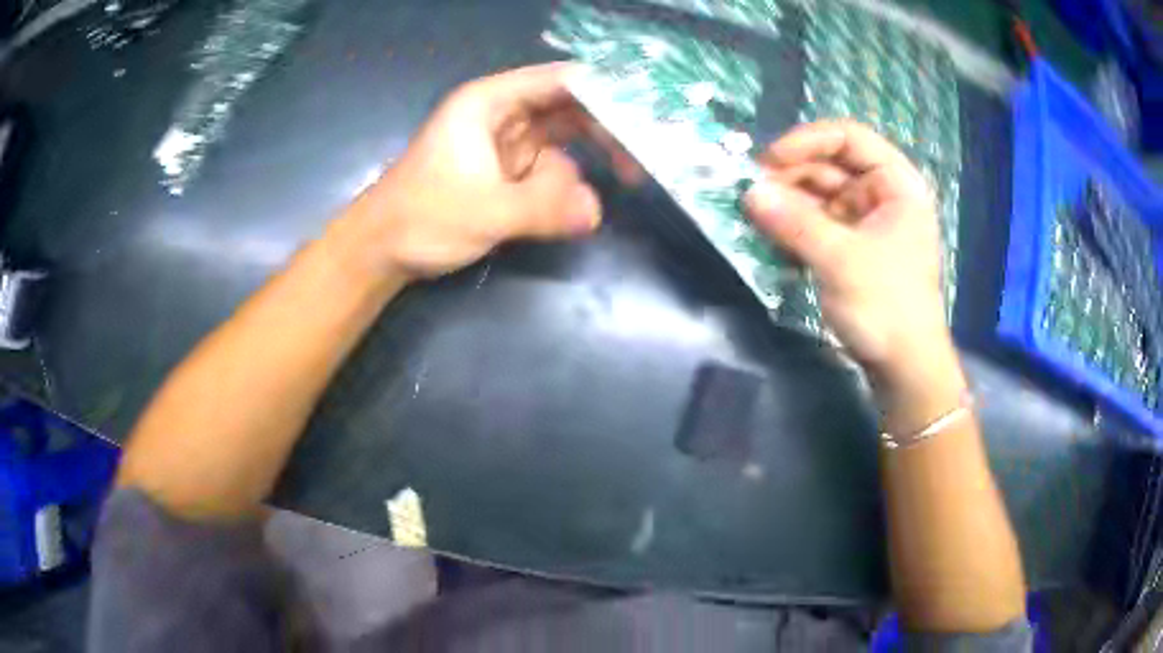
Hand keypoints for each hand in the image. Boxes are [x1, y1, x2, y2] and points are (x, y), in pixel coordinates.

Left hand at [344, 62, 637, 279]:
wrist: (381, 250)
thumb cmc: (421, 217)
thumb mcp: (484, 210)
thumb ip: (543, 208)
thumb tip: (597, 213)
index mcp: (490, 102)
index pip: (558, 81)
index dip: (603, 91)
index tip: (645, 112)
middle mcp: (501, 115)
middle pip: (568, 108)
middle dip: (603, 132)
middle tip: (637, 162)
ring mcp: (505, 145)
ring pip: (562, 143)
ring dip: (581, 169)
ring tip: (594, 201)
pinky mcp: (506, 175)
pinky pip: (548, 172)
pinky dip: (564, 189)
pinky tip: (570, 212)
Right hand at [744, 120, 948, 373]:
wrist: (904, 369)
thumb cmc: (886, 306)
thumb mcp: (840, 260)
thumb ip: (794, 222)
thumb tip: (748, 192)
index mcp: (896, 183)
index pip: (849, 137)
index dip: (808, 140)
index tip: (770, 161)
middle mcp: (882, 195)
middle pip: (830, 165)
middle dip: (791, 176)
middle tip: (753, 193)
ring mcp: (867, 223)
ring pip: (820, 196)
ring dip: (788, 203)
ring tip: (755, 216)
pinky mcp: (853, 249)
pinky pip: (818, 224)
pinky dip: (795, 227)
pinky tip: (772, 238)